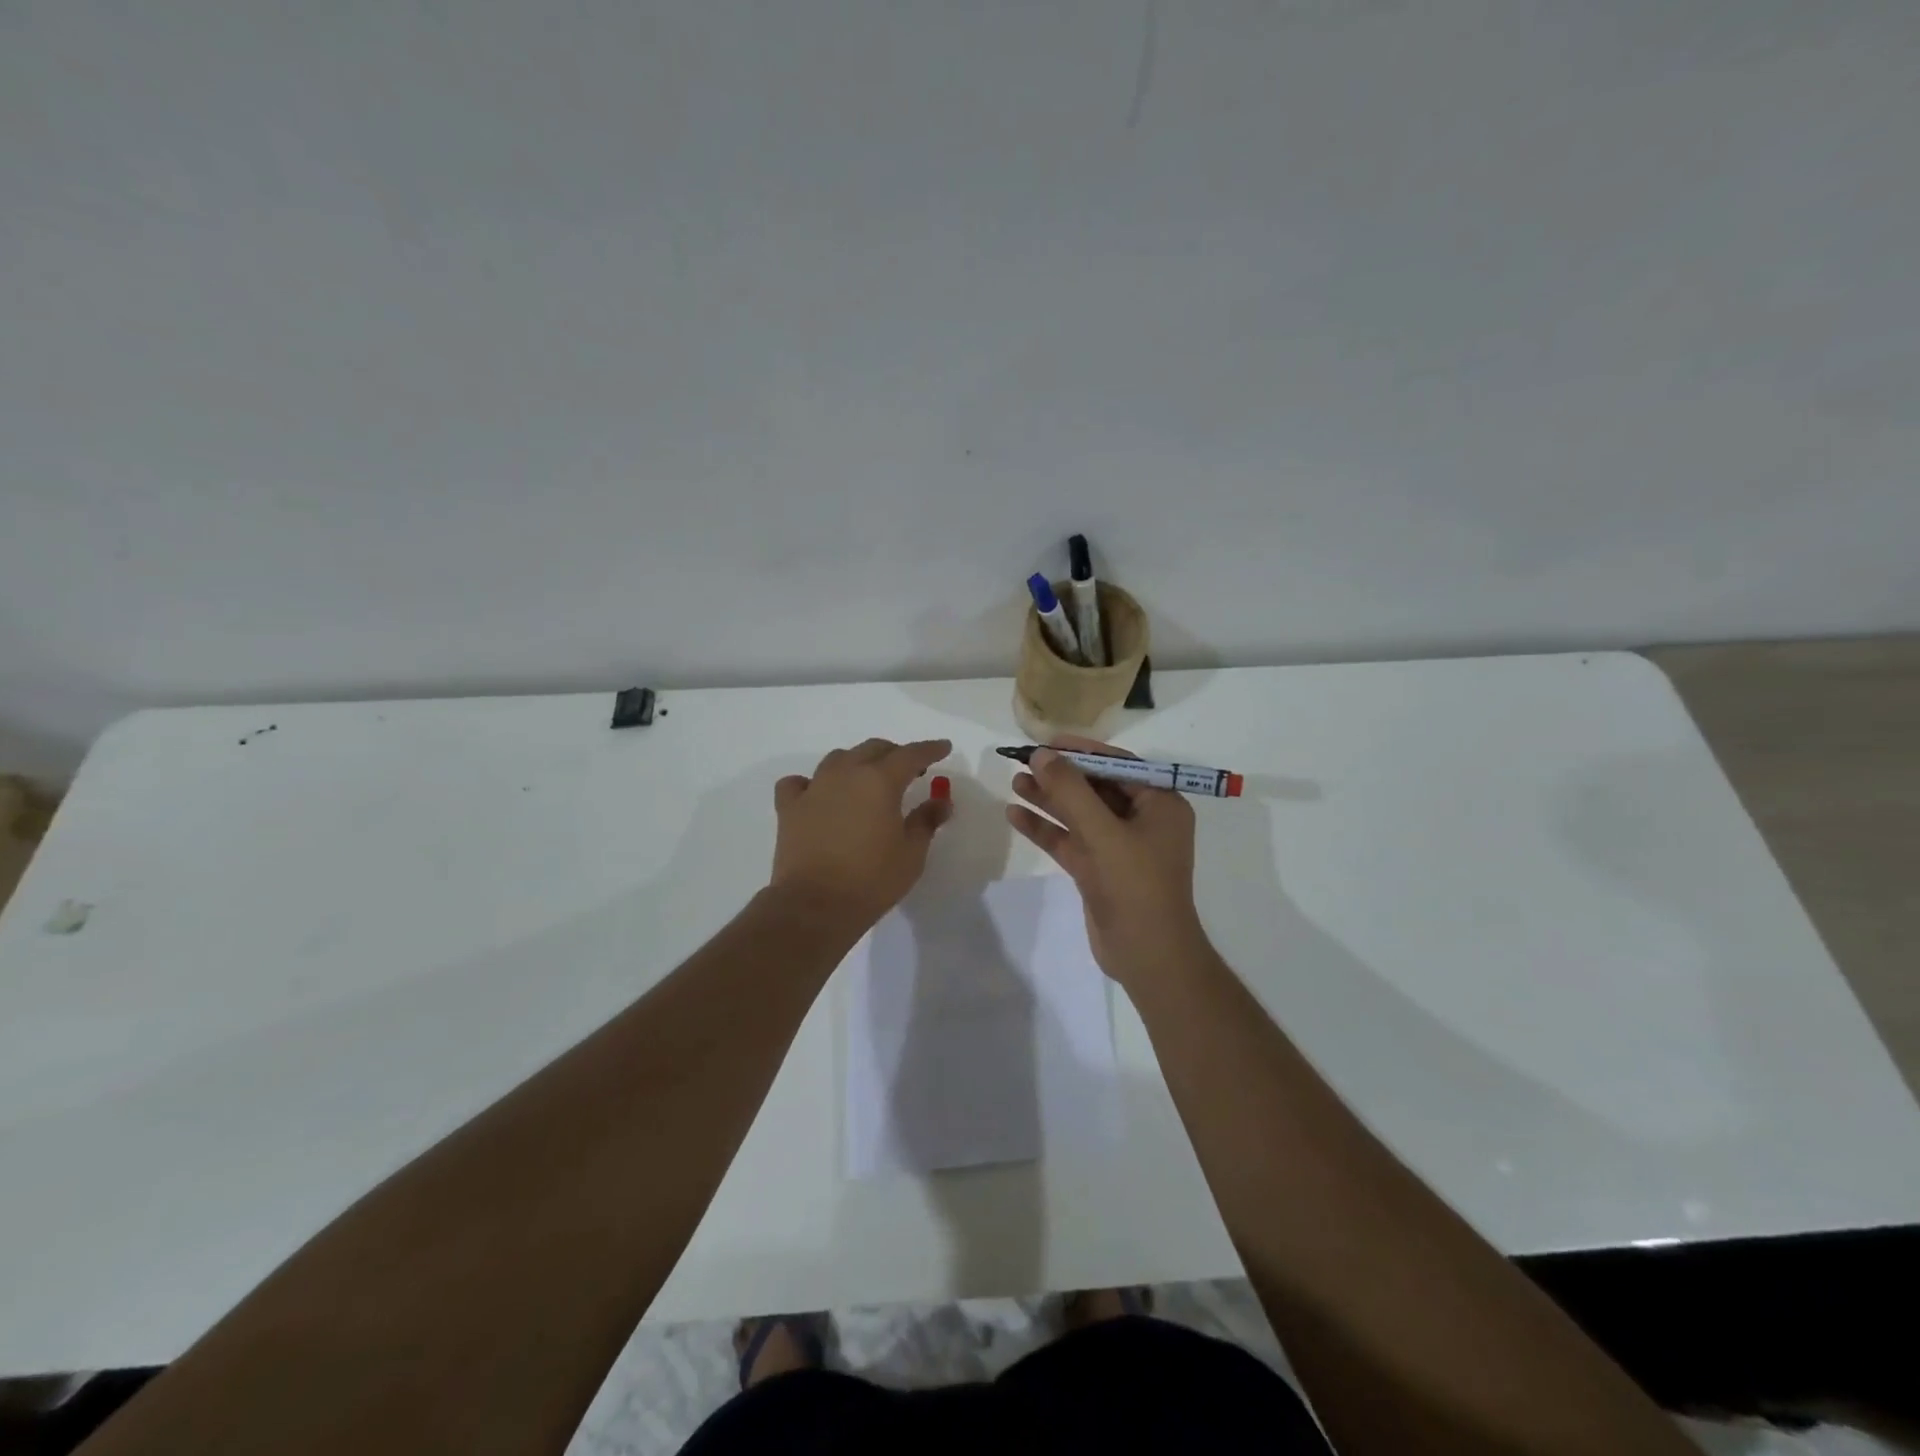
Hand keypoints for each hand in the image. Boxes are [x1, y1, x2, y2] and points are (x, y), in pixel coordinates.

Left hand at [769, 738, 953, 929]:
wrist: (815, 906)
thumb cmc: (872, 880)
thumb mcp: (911, 853)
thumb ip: (926, 821)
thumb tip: (941, 802)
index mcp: (880, 781)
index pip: (910, 754)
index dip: (930, 749)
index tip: (943, 747)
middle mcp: (846, 774)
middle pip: (873, 749)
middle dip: (895, 754)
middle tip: (910, 770)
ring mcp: (814, 788)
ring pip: (838, 759)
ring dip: (857, 763)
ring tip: (867, 781)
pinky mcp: (789, 807)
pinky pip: (799, 783)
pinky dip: (812, 783)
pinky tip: (819, 795)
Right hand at [1005, 736, 1209, 987]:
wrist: (1148, 956)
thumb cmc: (1136, 886)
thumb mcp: (1103, 833)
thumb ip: (1070, 791)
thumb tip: (1041, 754)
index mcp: (1160, 804)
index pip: (1118, 765)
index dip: (1081, 751)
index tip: (1046, 742)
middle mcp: (1142, 820)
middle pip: (1095, 787)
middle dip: (1059, 775)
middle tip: (1022, 761)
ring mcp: (1119, 846)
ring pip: (1079, 814)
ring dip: (1048, 799)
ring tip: (1014, 782)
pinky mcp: (1099, 869)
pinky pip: (1070, 840)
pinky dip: (1045, 828)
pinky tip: (1015, 815)